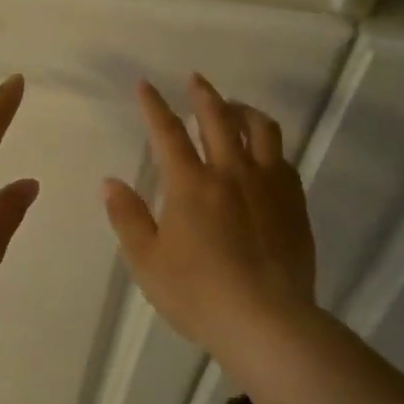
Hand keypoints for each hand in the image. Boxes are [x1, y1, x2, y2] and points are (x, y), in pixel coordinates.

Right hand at [103, 74, 316, 353]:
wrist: (266, 322)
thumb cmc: (197, 294)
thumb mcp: (147, 261)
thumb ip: (128, 217)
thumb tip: (109, 182)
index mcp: (190, 185)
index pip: (167, 133)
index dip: (154, 106)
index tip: (145, 85)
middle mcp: (231, 173)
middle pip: (219, 119)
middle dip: (204, 95)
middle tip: (195, 80)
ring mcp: (269, 186)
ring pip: (261, 130)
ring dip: (243, 111)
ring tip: (234, 107)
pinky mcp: (294, 203)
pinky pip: (283, 158)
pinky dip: (267, 144)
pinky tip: (262, 152)